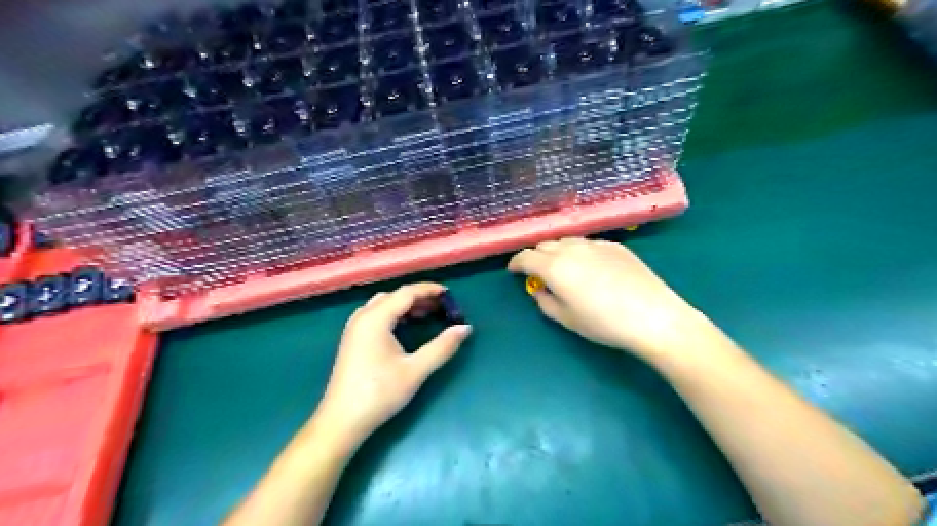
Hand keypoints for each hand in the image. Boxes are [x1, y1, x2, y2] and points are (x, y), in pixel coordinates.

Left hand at [319, 284, 471, 447]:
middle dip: (419, 297)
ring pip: (384, 305)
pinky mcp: (353, 340)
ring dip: (406, 306)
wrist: (342, 421)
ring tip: (428, 314)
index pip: (406, 293)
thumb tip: (465, 328)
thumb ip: (442, 346)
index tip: (450, 294)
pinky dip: (395, 314)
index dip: (429, 290)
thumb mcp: (415, 370)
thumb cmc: (379, 393)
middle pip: (394, 296)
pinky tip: (406, 327)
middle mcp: (363, 317)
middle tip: (442, 306)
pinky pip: (376, 315)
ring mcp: (355, 328)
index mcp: (376, 319)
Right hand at [510, 238, 714, 360]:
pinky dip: (579, 251)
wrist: (653, 316)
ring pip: (567, 241)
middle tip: (538, 273)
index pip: (525, 256)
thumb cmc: (604, 323)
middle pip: (545, 244)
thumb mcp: (567, 319)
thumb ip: (545, 301)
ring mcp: (595, 244)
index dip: (515, 263)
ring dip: (557, 251)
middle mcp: (572, 248)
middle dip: (536, 256)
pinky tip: (589, 267)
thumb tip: (540, 290)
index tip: (513, 271)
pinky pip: (588, 243)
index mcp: (555, 267)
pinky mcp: (615, 245)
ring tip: (563, 268)